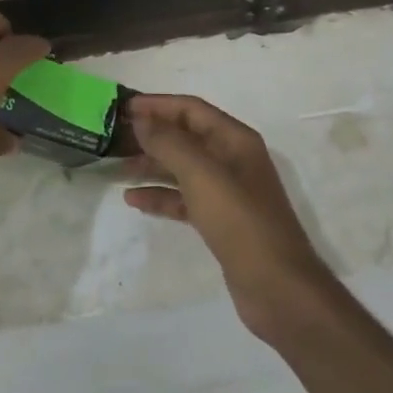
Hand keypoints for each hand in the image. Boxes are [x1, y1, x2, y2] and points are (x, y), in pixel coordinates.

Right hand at [124, 94, 333, 338]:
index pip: (191, 109)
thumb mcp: (202, 175)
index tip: (123, 108)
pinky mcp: (220, 220)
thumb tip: (141, 120)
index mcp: (235, 140)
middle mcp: (232, 159)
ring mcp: (227, 192)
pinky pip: (185, 198)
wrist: (277, 288)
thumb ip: (169, 143)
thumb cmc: (240, 222)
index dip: (158, 105)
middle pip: (186, 137)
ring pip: (182, 168)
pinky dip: (161, 196)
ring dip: (152, 166)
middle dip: (152, 135)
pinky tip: (134, 201)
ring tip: (118, 169)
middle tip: (114, 139)